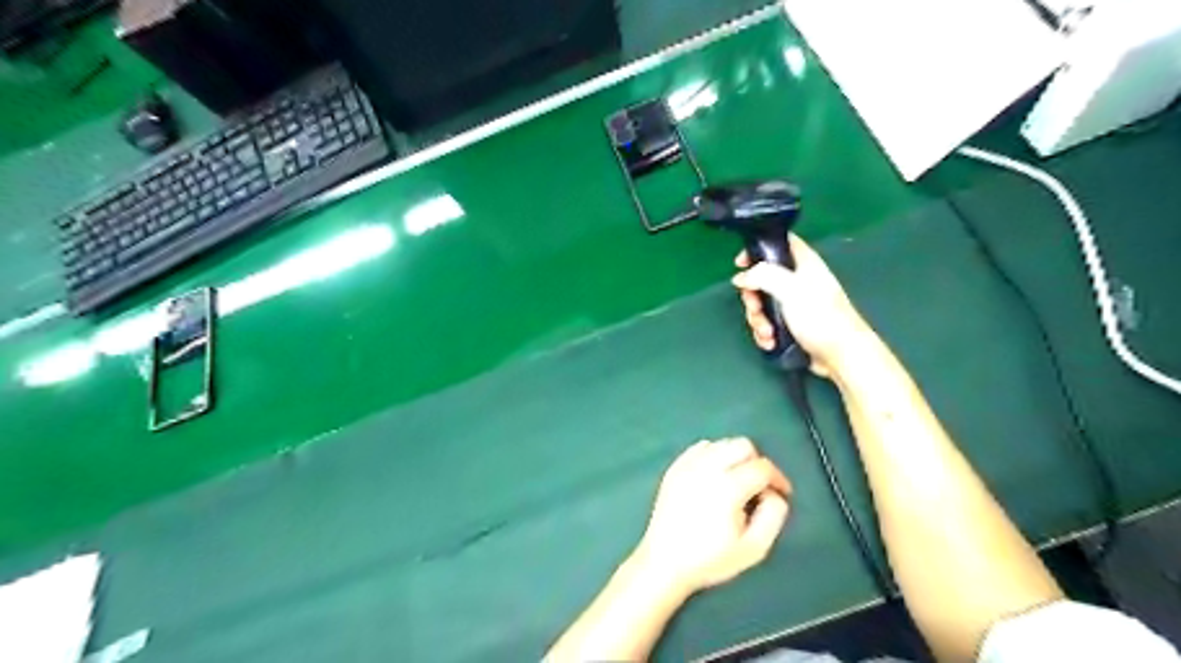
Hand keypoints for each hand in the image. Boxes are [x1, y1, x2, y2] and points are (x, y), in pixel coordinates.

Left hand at [632, 440, 786, 594]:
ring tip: (737, 482)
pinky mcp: (674, 467)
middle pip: (742, 445)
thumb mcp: (754, 548)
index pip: (762, 467)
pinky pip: (701, 448)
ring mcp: (687, 465)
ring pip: (721, 444)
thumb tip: (775, 493)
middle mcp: (707, 468)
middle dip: (756, 462)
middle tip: (758, 486)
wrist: (664, 563)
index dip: (778, 478)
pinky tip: (715, 478)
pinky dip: (714, 456)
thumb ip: (773, 516)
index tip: (782, 493)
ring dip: (735, 457)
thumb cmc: (710, 559)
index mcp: (728, 487)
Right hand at [736, 232, 868, 377]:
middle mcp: (798, 281)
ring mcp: (795, 304)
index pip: (780, 243)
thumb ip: (762, 276)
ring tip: (767, 333)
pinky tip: (770, 342)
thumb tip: (741, 277)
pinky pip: (768, 323)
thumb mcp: (790, 289)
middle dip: (753, 297)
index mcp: (804, 264)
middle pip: (762, 278)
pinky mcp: (792, 325)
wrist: (841, 356)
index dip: (758, 249)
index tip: (740, 264)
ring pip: (763, 304)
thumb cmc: (820, 317)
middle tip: (756, 308)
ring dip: (758, 319)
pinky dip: (765, 333)